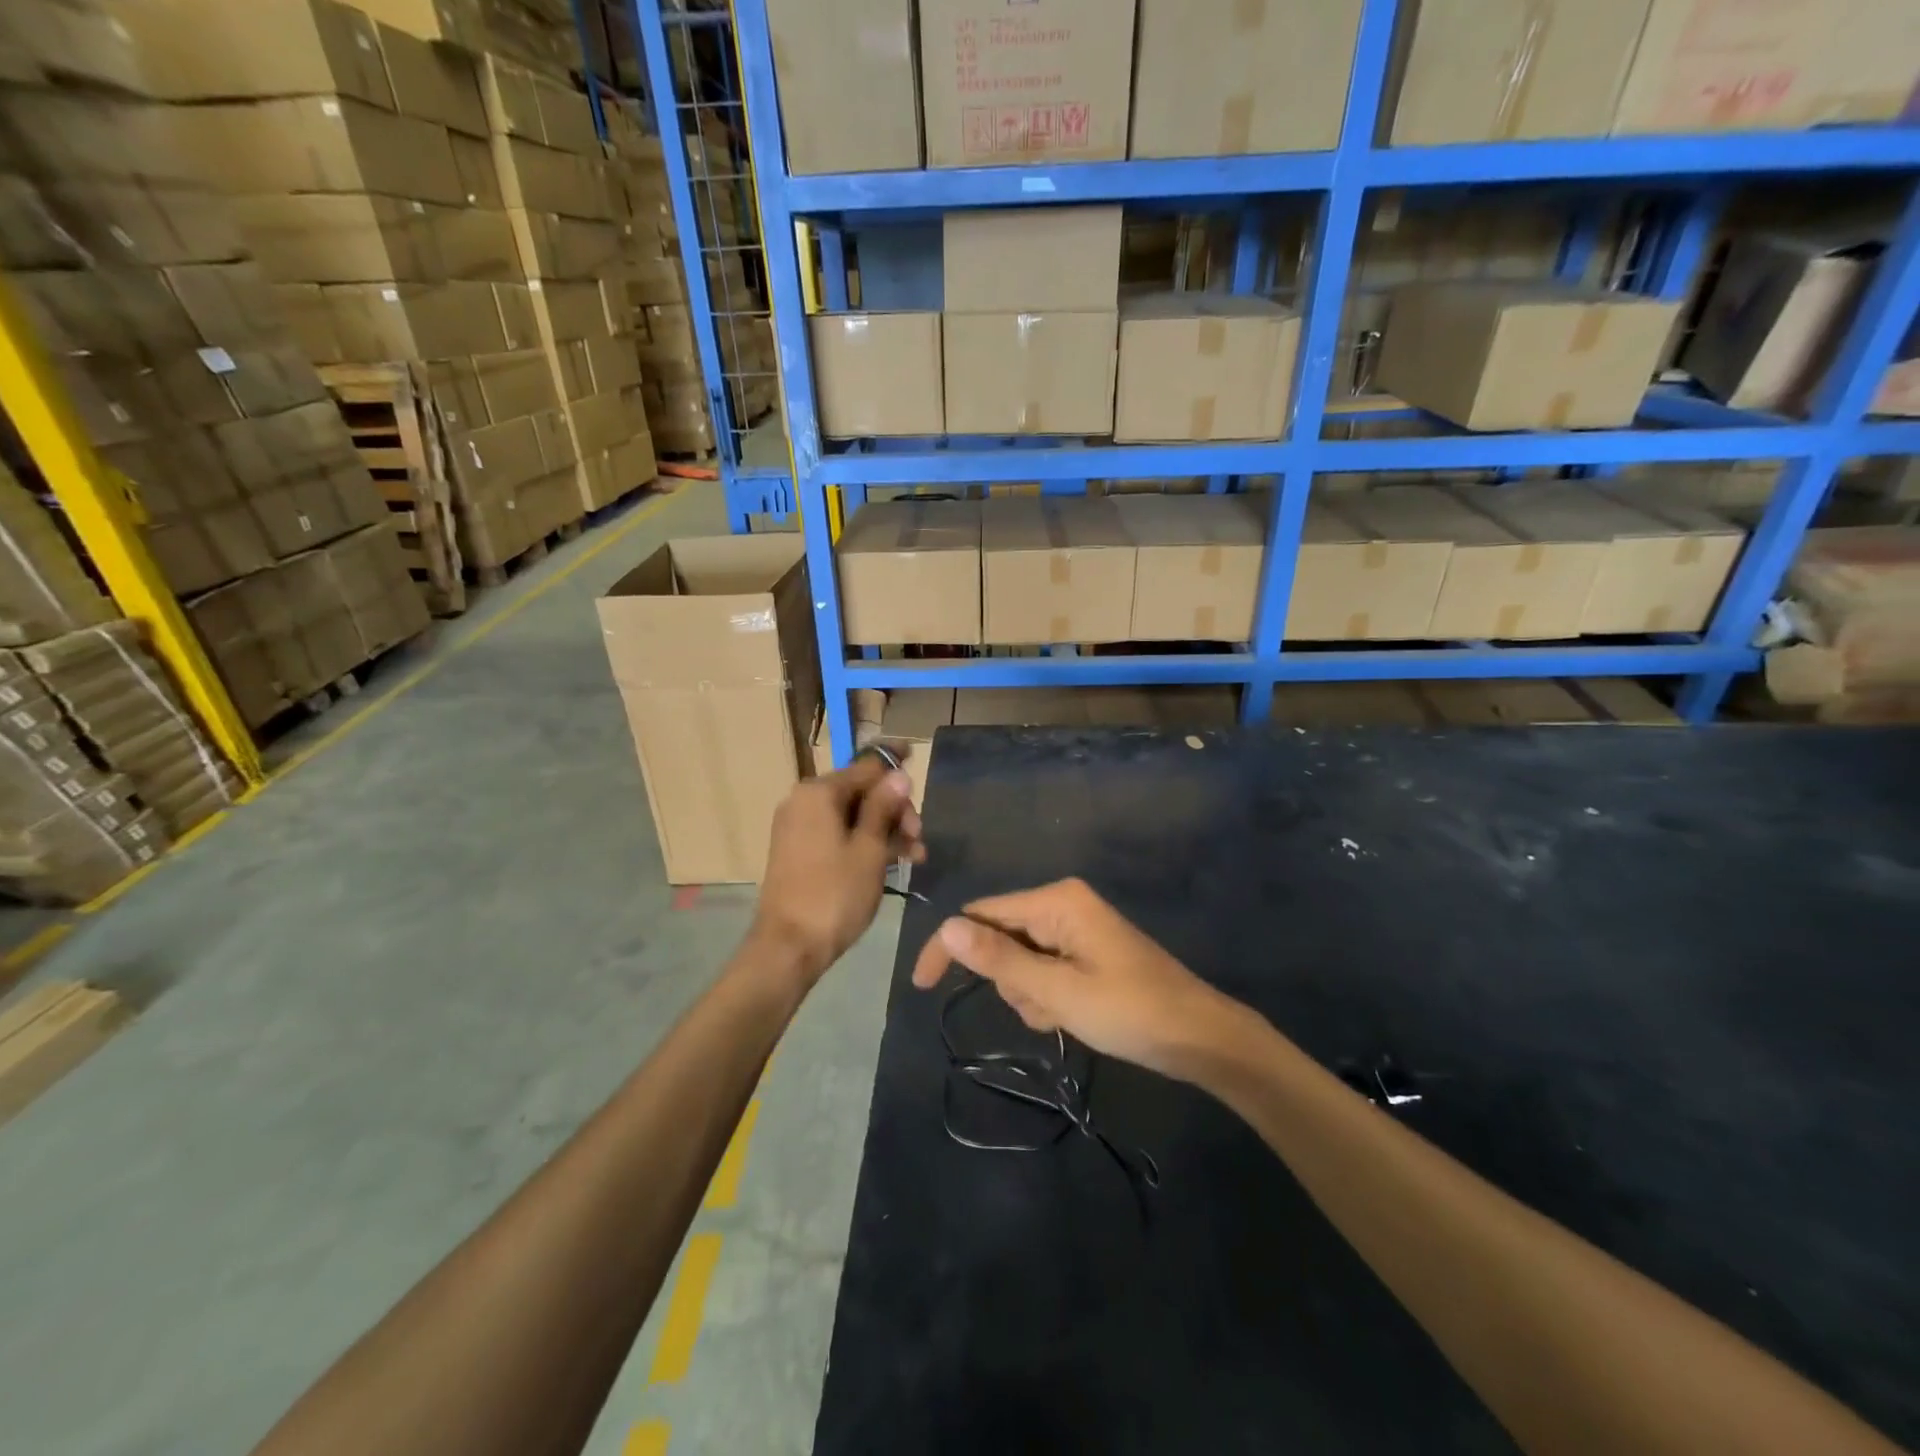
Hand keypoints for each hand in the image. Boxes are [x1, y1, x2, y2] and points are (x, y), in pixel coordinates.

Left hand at [751, 751, 924, 983]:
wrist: (789, 947)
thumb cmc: (835, 894)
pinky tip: (893, 861)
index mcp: (818, 792)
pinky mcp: (799, 850)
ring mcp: (798, 827)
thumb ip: (884, 807)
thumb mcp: (870, 849)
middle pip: (860, 791)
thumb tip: (898, 775)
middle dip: (895, 809)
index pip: (866, 765)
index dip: (894, 764)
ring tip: (915, 855)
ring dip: (885, 829)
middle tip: (919, 836)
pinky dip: (864, 842)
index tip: (917, 758)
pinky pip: (838, 833)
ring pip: (852, 815)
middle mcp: (804, 801)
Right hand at [910, 878, 1237, 1079]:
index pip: (980, 915)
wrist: (1200, 1038)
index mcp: (1056, 901)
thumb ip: (999, 960)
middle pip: (1001, 938)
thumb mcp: (1058, 992)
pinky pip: (1044, 969)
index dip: (949, 948)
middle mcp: (1062, 904)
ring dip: (1030, 994)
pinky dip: (1047, 996)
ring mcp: (1075, 928)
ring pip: (1020, 961)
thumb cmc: (1130, 1012)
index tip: (921, 987)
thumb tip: (945, 928)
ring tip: (1065, 1016)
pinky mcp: (1085, 951)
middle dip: (1010, 981)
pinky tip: (1074, 1016)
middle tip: (1046, 1009)